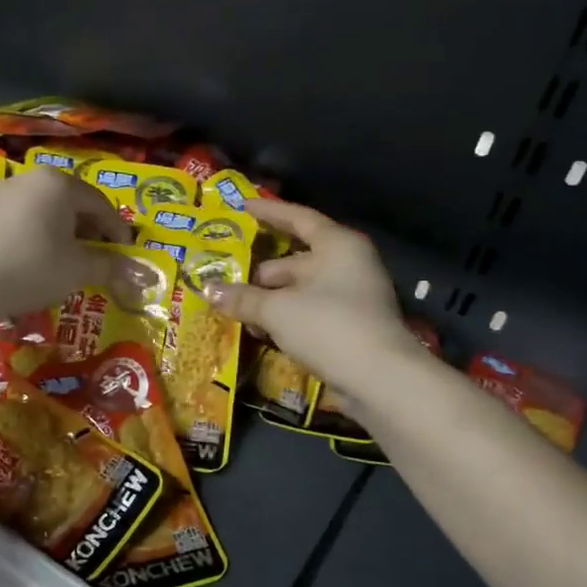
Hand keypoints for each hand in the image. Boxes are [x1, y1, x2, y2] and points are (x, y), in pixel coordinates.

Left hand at [0, 166, 130, 322]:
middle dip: (89, 229)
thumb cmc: (35, 268)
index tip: (126, 254)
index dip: (117, 230)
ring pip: (45, 209)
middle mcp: (30, 177)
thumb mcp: (79, 269)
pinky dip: (38, 233)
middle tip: (99, 255)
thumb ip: (109, 265)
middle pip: (71, 202)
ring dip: (63, 231)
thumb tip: (135, 273)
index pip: (99, 204)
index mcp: (58, 183)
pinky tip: (39, 257)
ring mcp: (2, 192)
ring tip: (70, 258)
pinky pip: (22, 218)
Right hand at [204, 198, 411, 392]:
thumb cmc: (327, 326)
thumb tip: (208, 290)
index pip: (298, 218)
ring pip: (299, 289)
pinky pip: (308, 312)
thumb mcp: (276, 309)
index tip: (242, 207)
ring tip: (233, 308)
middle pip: (295, 259)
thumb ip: (242, 297)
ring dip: (268, 299)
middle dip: (259, 271)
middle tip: (224, 276)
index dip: (269, 212)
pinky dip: (284, 318)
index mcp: (337, 245)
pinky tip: (258, 330)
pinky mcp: (349, 326)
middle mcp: (347, 264)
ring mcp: (351, 297)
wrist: (378, 379)